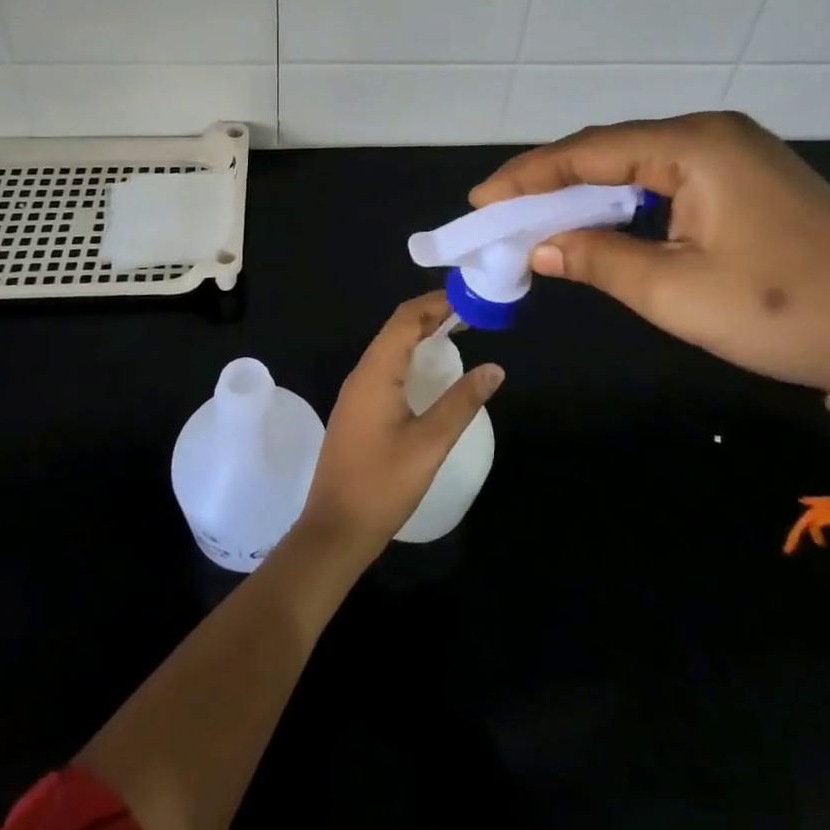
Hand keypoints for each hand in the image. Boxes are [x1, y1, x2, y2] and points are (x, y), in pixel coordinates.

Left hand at [298, 293, 504, 564]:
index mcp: (376, 371)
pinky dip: (410, 358)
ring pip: (390, 348)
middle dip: (432, 315)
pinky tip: (429, 373)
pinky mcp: (357, 410)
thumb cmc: (382, 484)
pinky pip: (385, 368)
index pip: (406, 318)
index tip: (470, 299)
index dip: (437, 303)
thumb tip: (494, 368)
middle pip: (397, 328)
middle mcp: (362, 373)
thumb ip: (462, 402)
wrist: (334, 530)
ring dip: (420, 336)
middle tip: (471, 315)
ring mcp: (356, 392)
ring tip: (457, 335)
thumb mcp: (430, 443)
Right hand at [471, 112, 829, 408]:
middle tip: (505, 211)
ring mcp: (741, 151)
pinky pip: (673, 177)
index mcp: (695, 145)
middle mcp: (716, 132)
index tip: (482, 199)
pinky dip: (632, 199)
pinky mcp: (756, 177)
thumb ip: (598, 259)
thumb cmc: (782, 312)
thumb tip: (540, 246)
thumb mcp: (676, 291)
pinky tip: (609, 220)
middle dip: (555, 181)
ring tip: (543, 216)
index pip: (590, 152)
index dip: (529, 176)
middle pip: (614, 150)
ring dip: (592, 191)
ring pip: (643, 164)